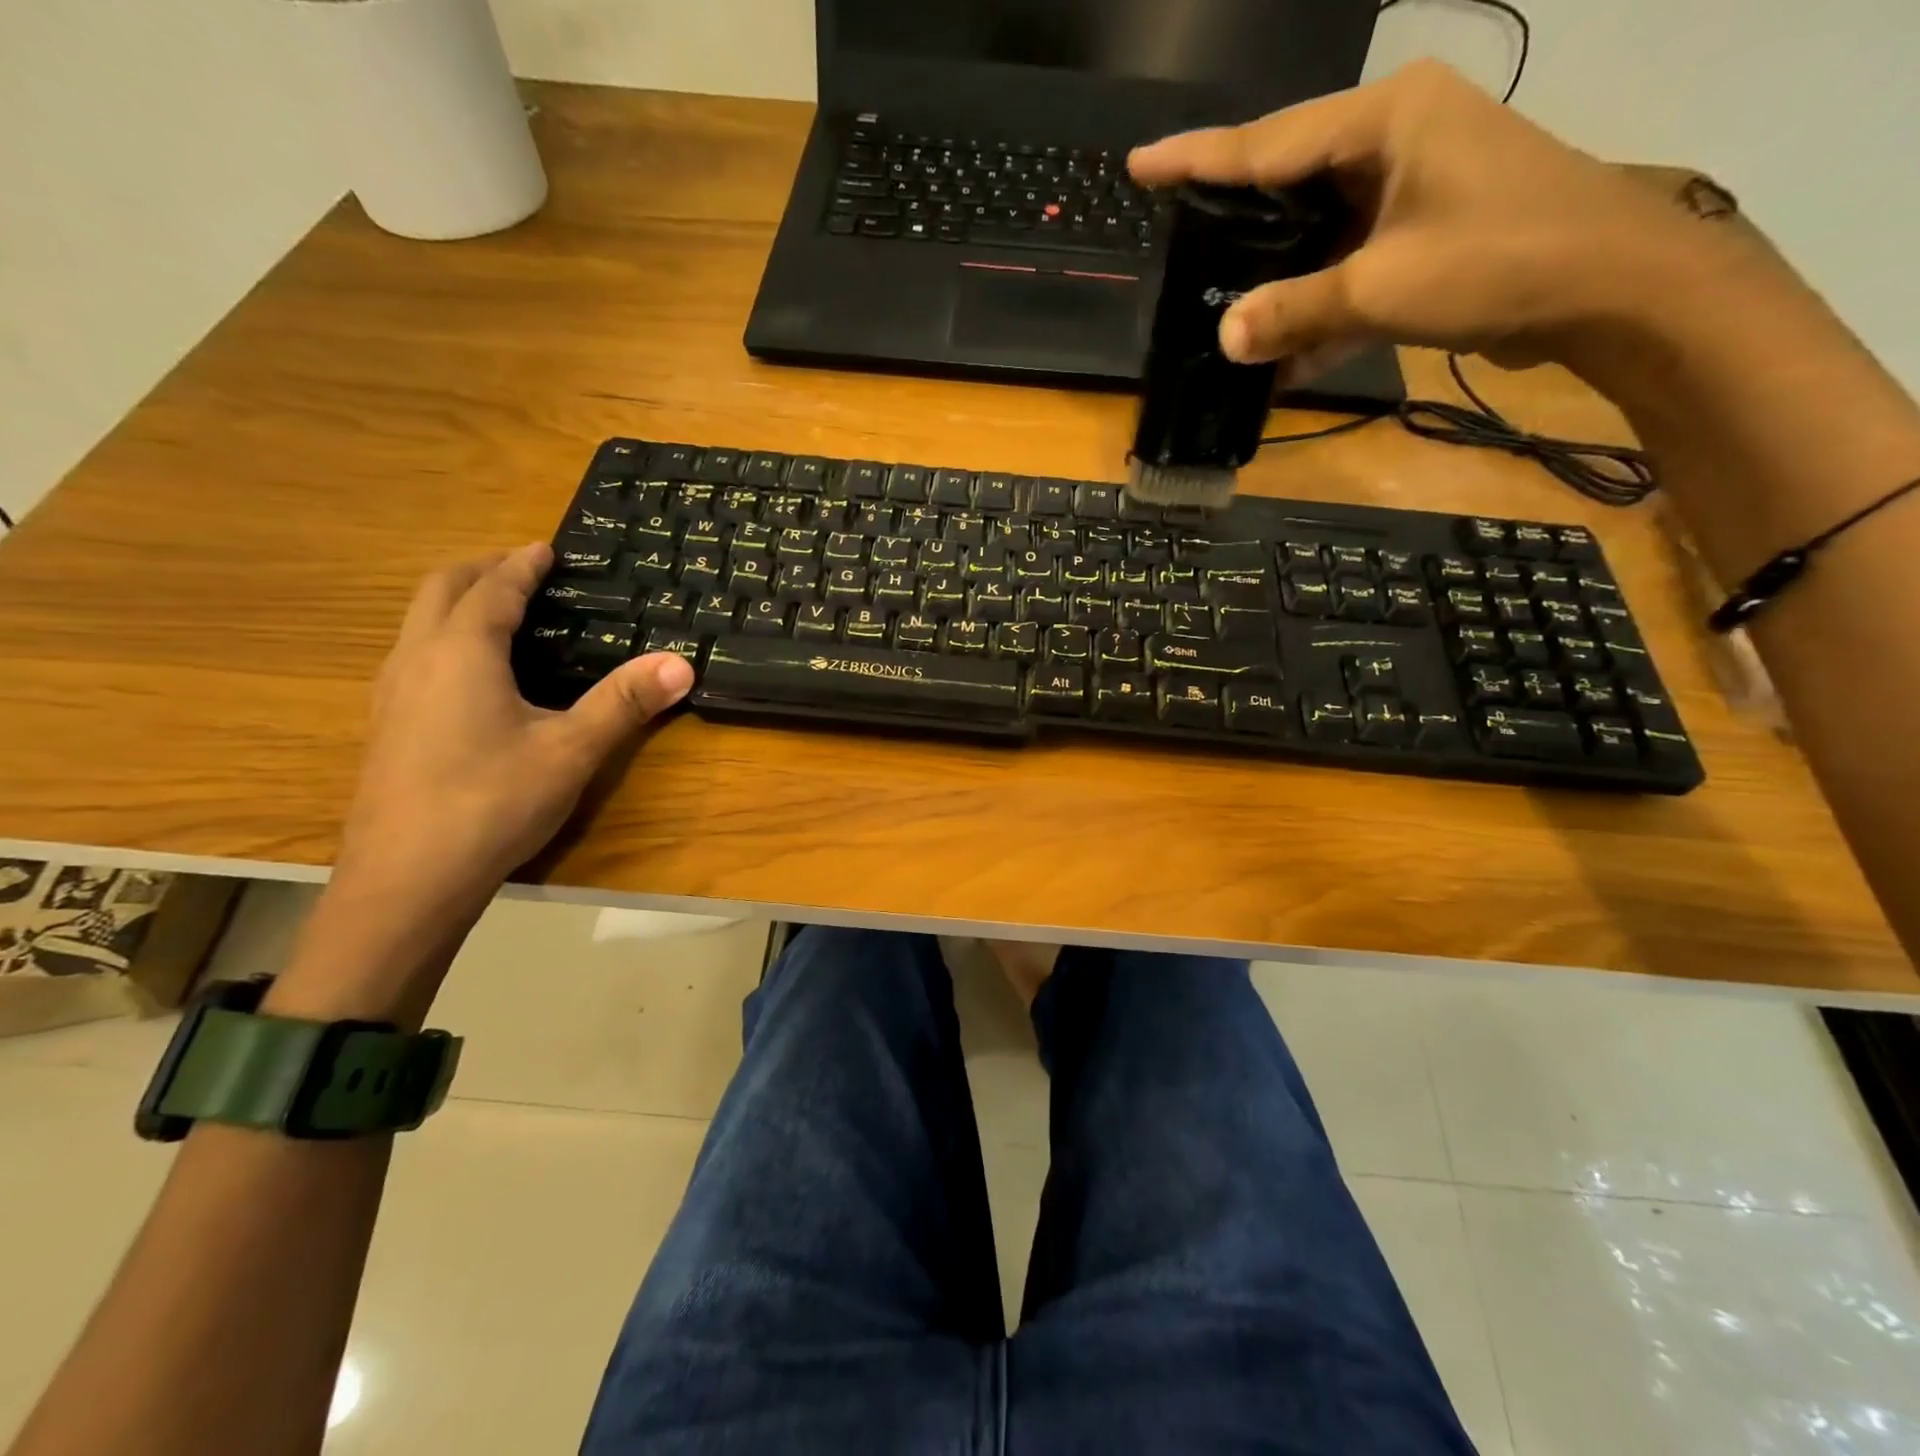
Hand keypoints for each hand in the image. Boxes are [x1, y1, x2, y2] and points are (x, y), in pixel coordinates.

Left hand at [334, 543, 692, 921]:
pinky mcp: (386, 726)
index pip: (492, 589)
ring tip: (502, 613)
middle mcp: (416, 659)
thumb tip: (682, 663)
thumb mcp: (571, 751)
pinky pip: (414, 655)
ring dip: (458, 602)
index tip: (546, 547)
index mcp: (460, 653)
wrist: (406, 881)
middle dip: (481, 570)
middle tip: (524, 569)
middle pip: (439, 589)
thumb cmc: (492, 803)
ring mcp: (392, 694)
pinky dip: (445, 637)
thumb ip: (624, 703)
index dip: (522, 565)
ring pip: (418, 622)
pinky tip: (472, 676)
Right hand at [1128, 60, 1708, 379]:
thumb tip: (1223, 336)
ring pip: (1315, 228)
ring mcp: (1411, 184)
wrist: (1610, 289)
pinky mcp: (1422, 230)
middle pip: (1288, 178)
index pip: (1267, 141)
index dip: (1197, 159)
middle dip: (1233, 217)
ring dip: (1273, 276)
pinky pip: (1346, 262)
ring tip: (1216, 302)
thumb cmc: (1499, 262)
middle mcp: (1395, 137)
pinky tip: (1280, 356)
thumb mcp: (1381, 288)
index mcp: (1385, 119)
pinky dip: (1316, 305)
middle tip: (1175, 241)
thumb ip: (1294, 312)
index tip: (1140, 164)